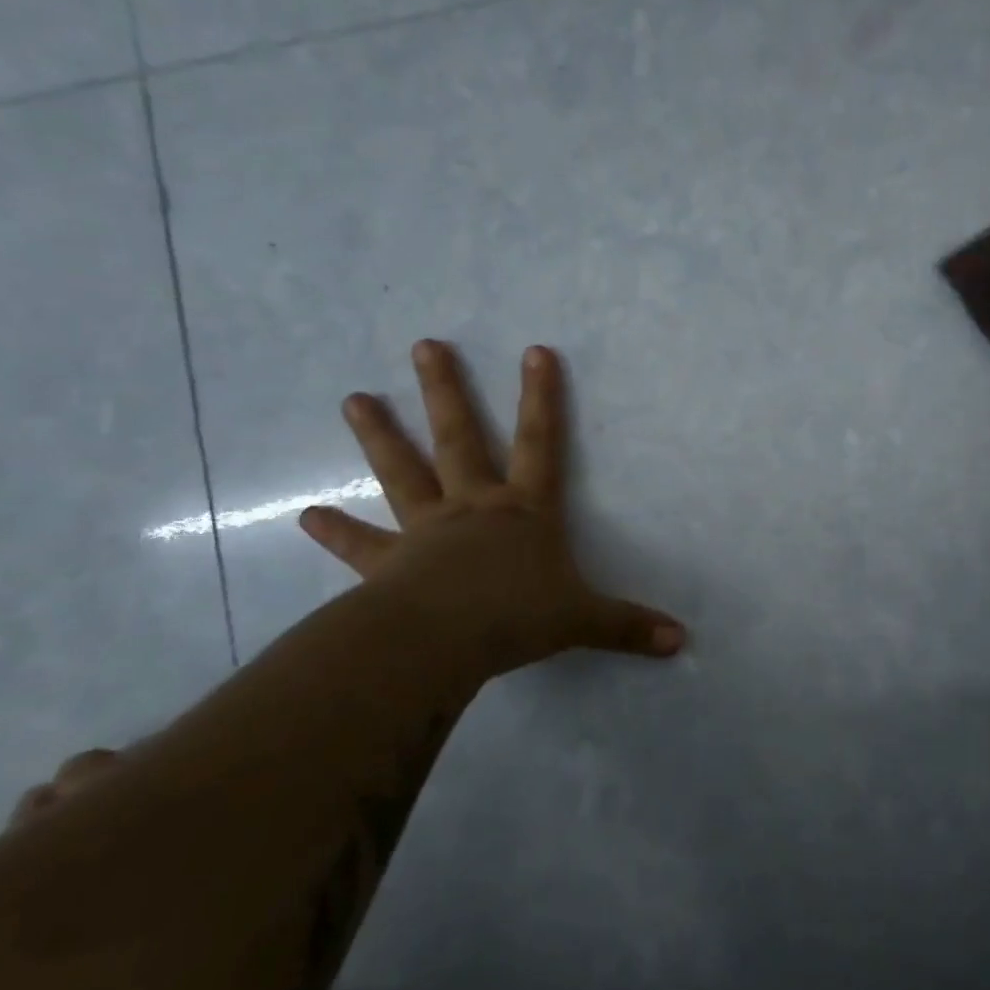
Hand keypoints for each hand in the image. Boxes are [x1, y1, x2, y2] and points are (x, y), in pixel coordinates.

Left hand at [299, 341, 686, 678]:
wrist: (441, 643)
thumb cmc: (516, 618)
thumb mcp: (583, 621)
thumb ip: (628, 627)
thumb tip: (681, 642)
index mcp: (524, 511)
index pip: (540, 442)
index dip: (542, 397)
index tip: (535, 351)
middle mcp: (474, 507)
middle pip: (459, 438)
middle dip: (445, 391)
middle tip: (424, 346)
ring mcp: (426, 531)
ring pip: (402, 473)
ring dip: (379, 436)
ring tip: (353, 398)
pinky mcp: (389, 565)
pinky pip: (360, 546)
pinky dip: (336, 532)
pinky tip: (308, 516)